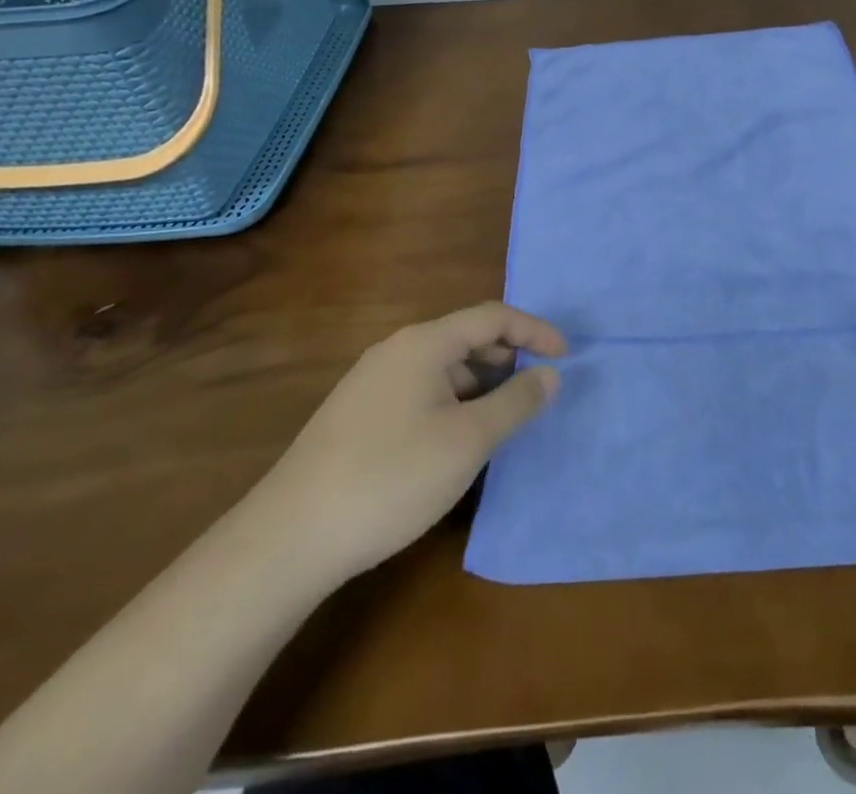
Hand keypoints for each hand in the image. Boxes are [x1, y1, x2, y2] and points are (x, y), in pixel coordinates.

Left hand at [245, 303, 565, 582]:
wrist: (289, 537)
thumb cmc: (391, 478)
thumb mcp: (468, 441)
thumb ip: (515, 402)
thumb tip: (550, 374)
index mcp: (424, 343)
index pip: (492, 317)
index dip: (534, 331)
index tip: (565, 357)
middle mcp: (396, 350)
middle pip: (466, 338)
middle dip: (508, 358)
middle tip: (537, 391)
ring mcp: (371, 382)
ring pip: (442, 368)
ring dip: (480, 385)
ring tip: (503, 421)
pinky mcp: (357, 415)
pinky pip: (420, 391)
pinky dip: (452, 403)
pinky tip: (456, 441)